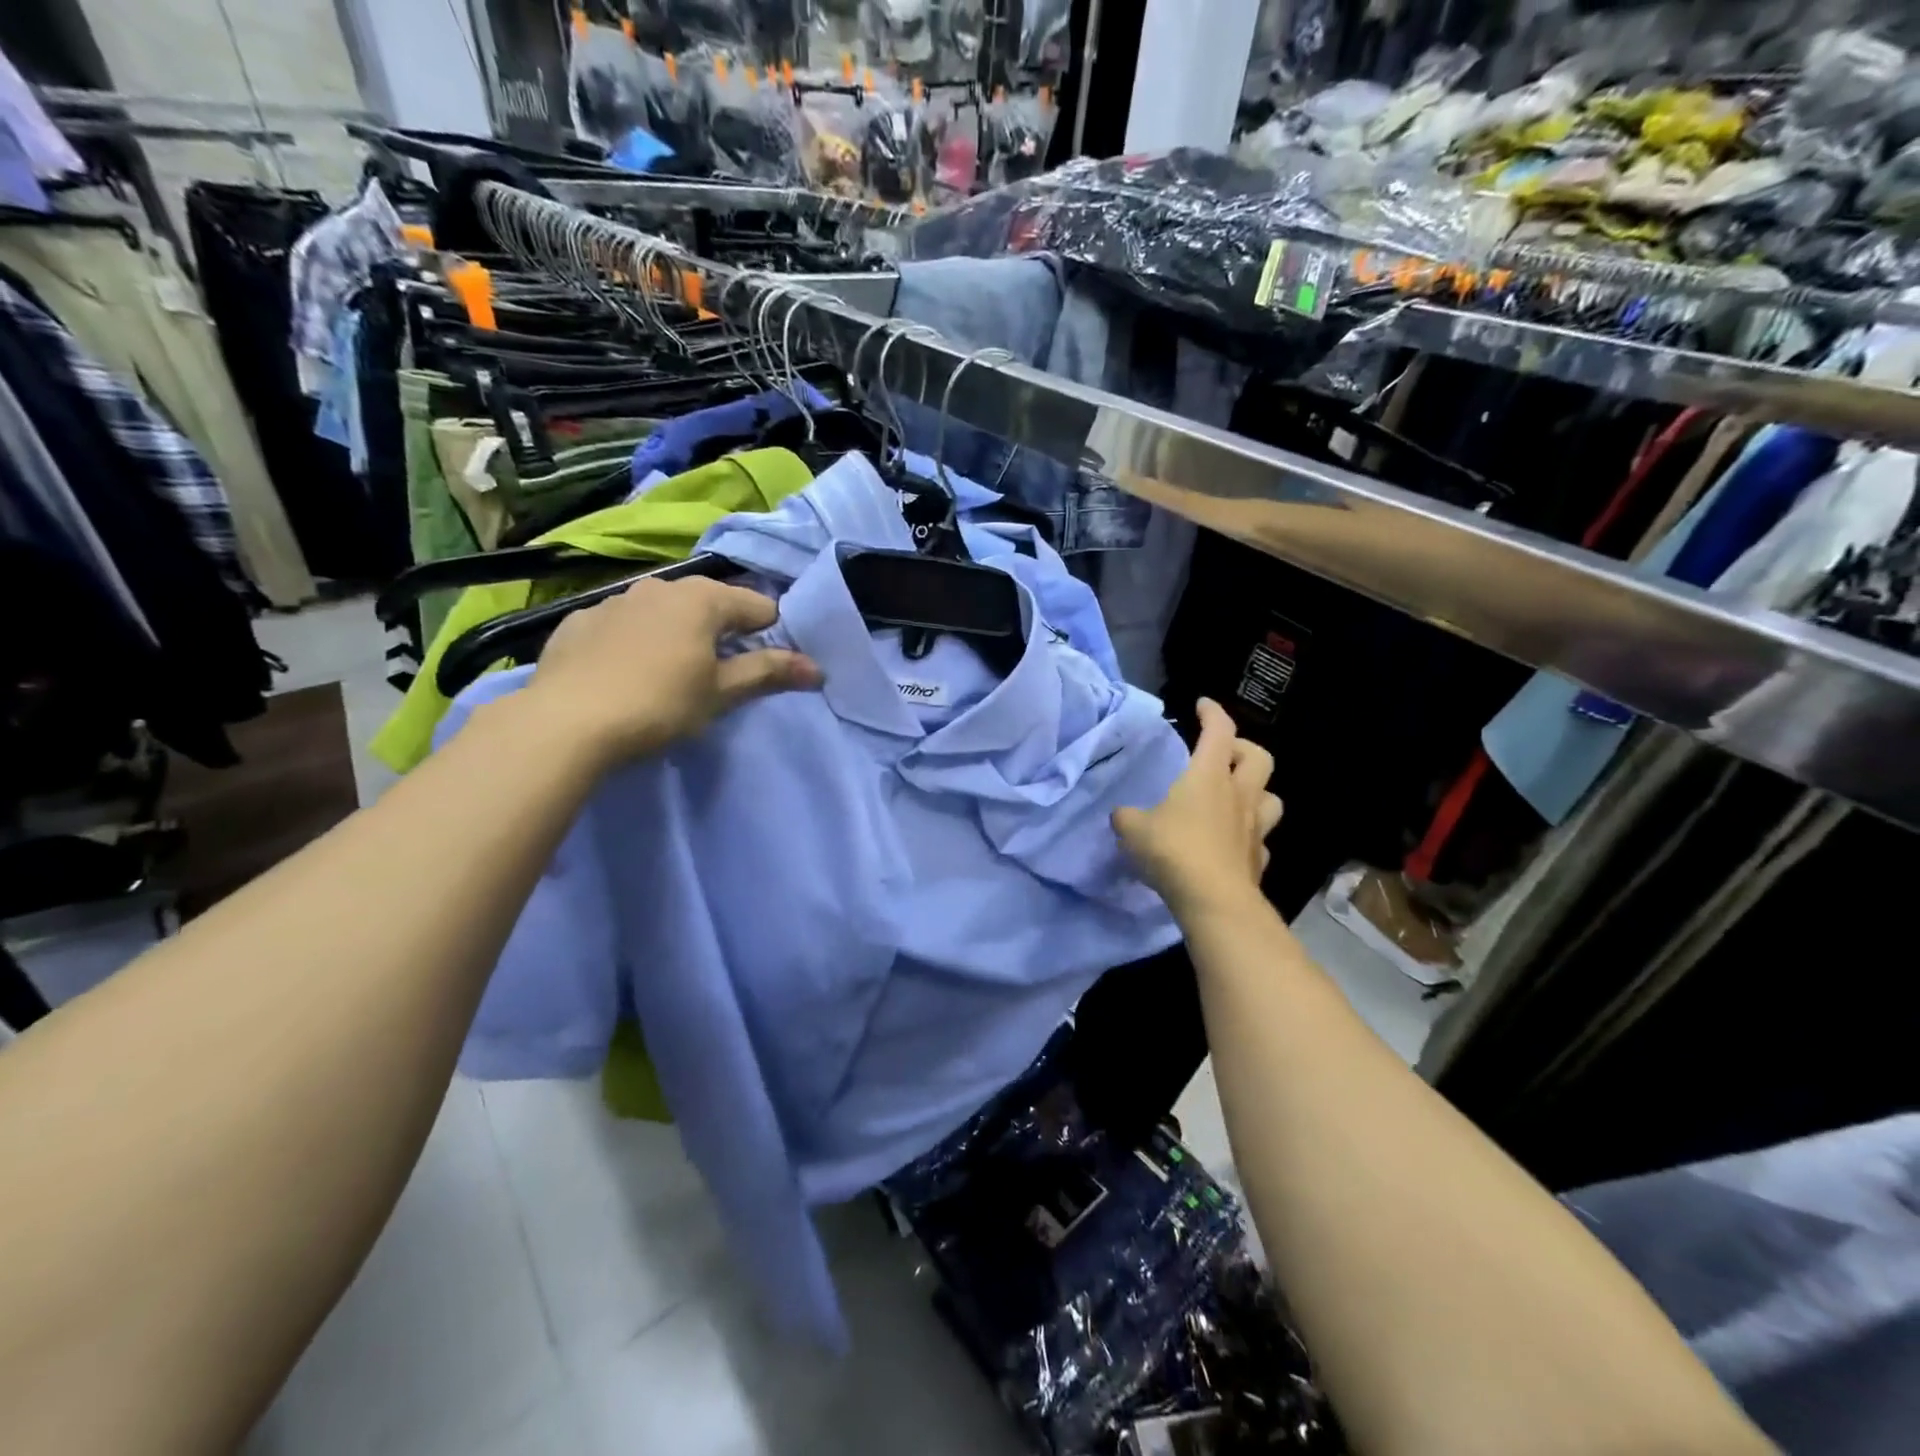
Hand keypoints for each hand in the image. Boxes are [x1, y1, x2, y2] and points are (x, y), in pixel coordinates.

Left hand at [523, 576, 821, 765]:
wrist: (566, 721)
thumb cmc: (660, 704)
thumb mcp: (722, 693)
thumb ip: (768, 673)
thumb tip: (817, 668)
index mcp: (703, 598)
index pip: (759, 607)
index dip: (771, 635)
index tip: (767, 667)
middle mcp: (660, 586)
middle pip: (711, 604)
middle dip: (723, 633)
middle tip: (721, 675)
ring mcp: (614, 600)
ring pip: (665, 612)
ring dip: (679, 634)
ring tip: (671, 675)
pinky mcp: (579, 620)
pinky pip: (623, 625)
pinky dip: (636, 642)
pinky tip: (626, 674)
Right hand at [1113, 698, 1282, 918]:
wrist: (1214, 900)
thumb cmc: (1173, 850)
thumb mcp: (1133, 829)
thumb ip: (1126, 817)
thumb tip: (1123, 815)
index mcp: (1208, 776)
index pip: (1218, 730)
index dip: (1212, 713)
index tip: (1202, 705)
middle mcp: (1238, 795)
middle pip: (1259, 757)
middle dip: (1242, 749)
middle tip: (1223, 755)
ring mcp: (1254, 828)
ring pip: (1270, 797)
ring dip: (1256, 791)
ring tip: (1235, 797)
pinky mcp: (1258, 860)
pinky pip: (1260, 839)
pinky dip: (1248, 836)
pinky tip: (1232, 844)